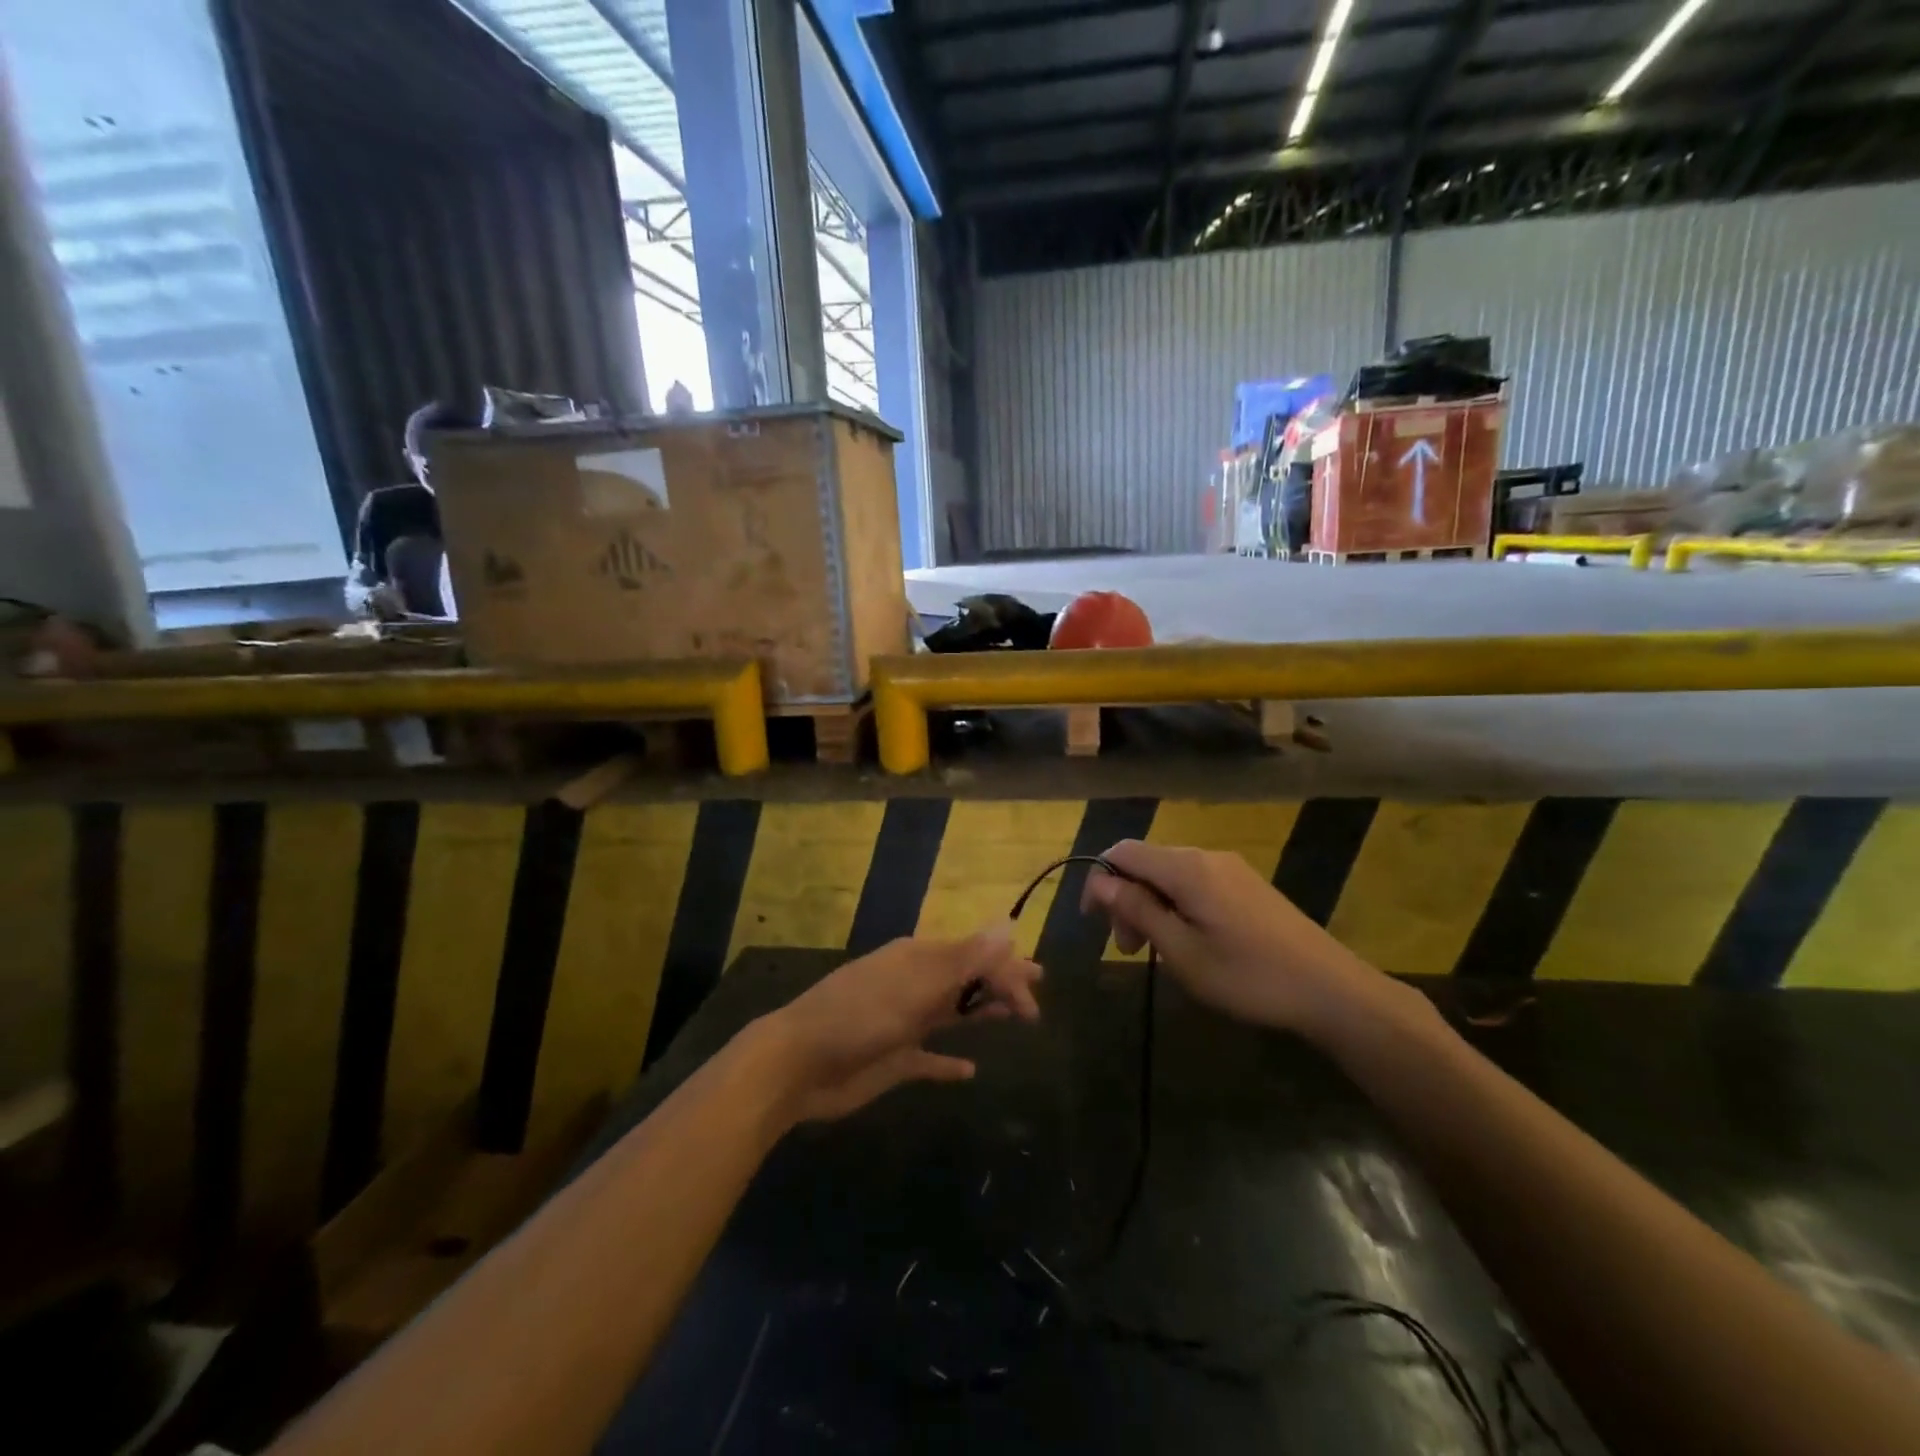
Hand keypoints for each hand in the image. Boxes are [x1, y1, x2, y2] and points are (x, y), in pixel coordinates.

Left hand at [754, 928, 1042, 1123]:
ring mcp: (902, 1023)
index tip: (1034, 996)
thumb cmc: (858, 1016)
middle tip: (1036, 994)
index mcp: (916, 960)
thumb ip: (964, 960)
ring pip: (952, 1013)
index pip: (973, 956)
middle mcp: (912, 985)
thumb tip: (1008, 927)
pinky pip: (929, 1059)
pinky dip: (949, 1064)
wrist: (797, 1064)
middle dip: (1000, 983)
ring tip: (1016, 1018)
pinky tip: (969, 1071)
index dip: (1006, 971)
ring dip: (982, 1013)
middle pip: (966, 981)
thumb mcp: (914, 986)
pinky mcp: (893, 1060)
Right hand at [1079, 840, 1420, 1039]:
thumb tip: (1101, 881)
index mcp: (1186, 868)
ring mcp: (1230, 869)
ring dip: (1150, 907)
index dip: (1099, 879)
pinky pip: (1195, 884)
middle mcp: (1206, 857)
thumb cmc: (1247, 976)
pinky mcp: (1247, 885)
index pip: (1123, 851)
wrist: (1330, 990)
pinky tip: (1188, 942)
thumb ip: (1138, 910)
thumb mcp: (1182, 951)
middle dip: (1126, 899)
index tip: (1093, 921)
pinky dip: (1176, 907)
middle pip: (1146, 863)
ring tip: (1156, 952)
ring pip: (1170, 876)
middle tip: (1129, 950)